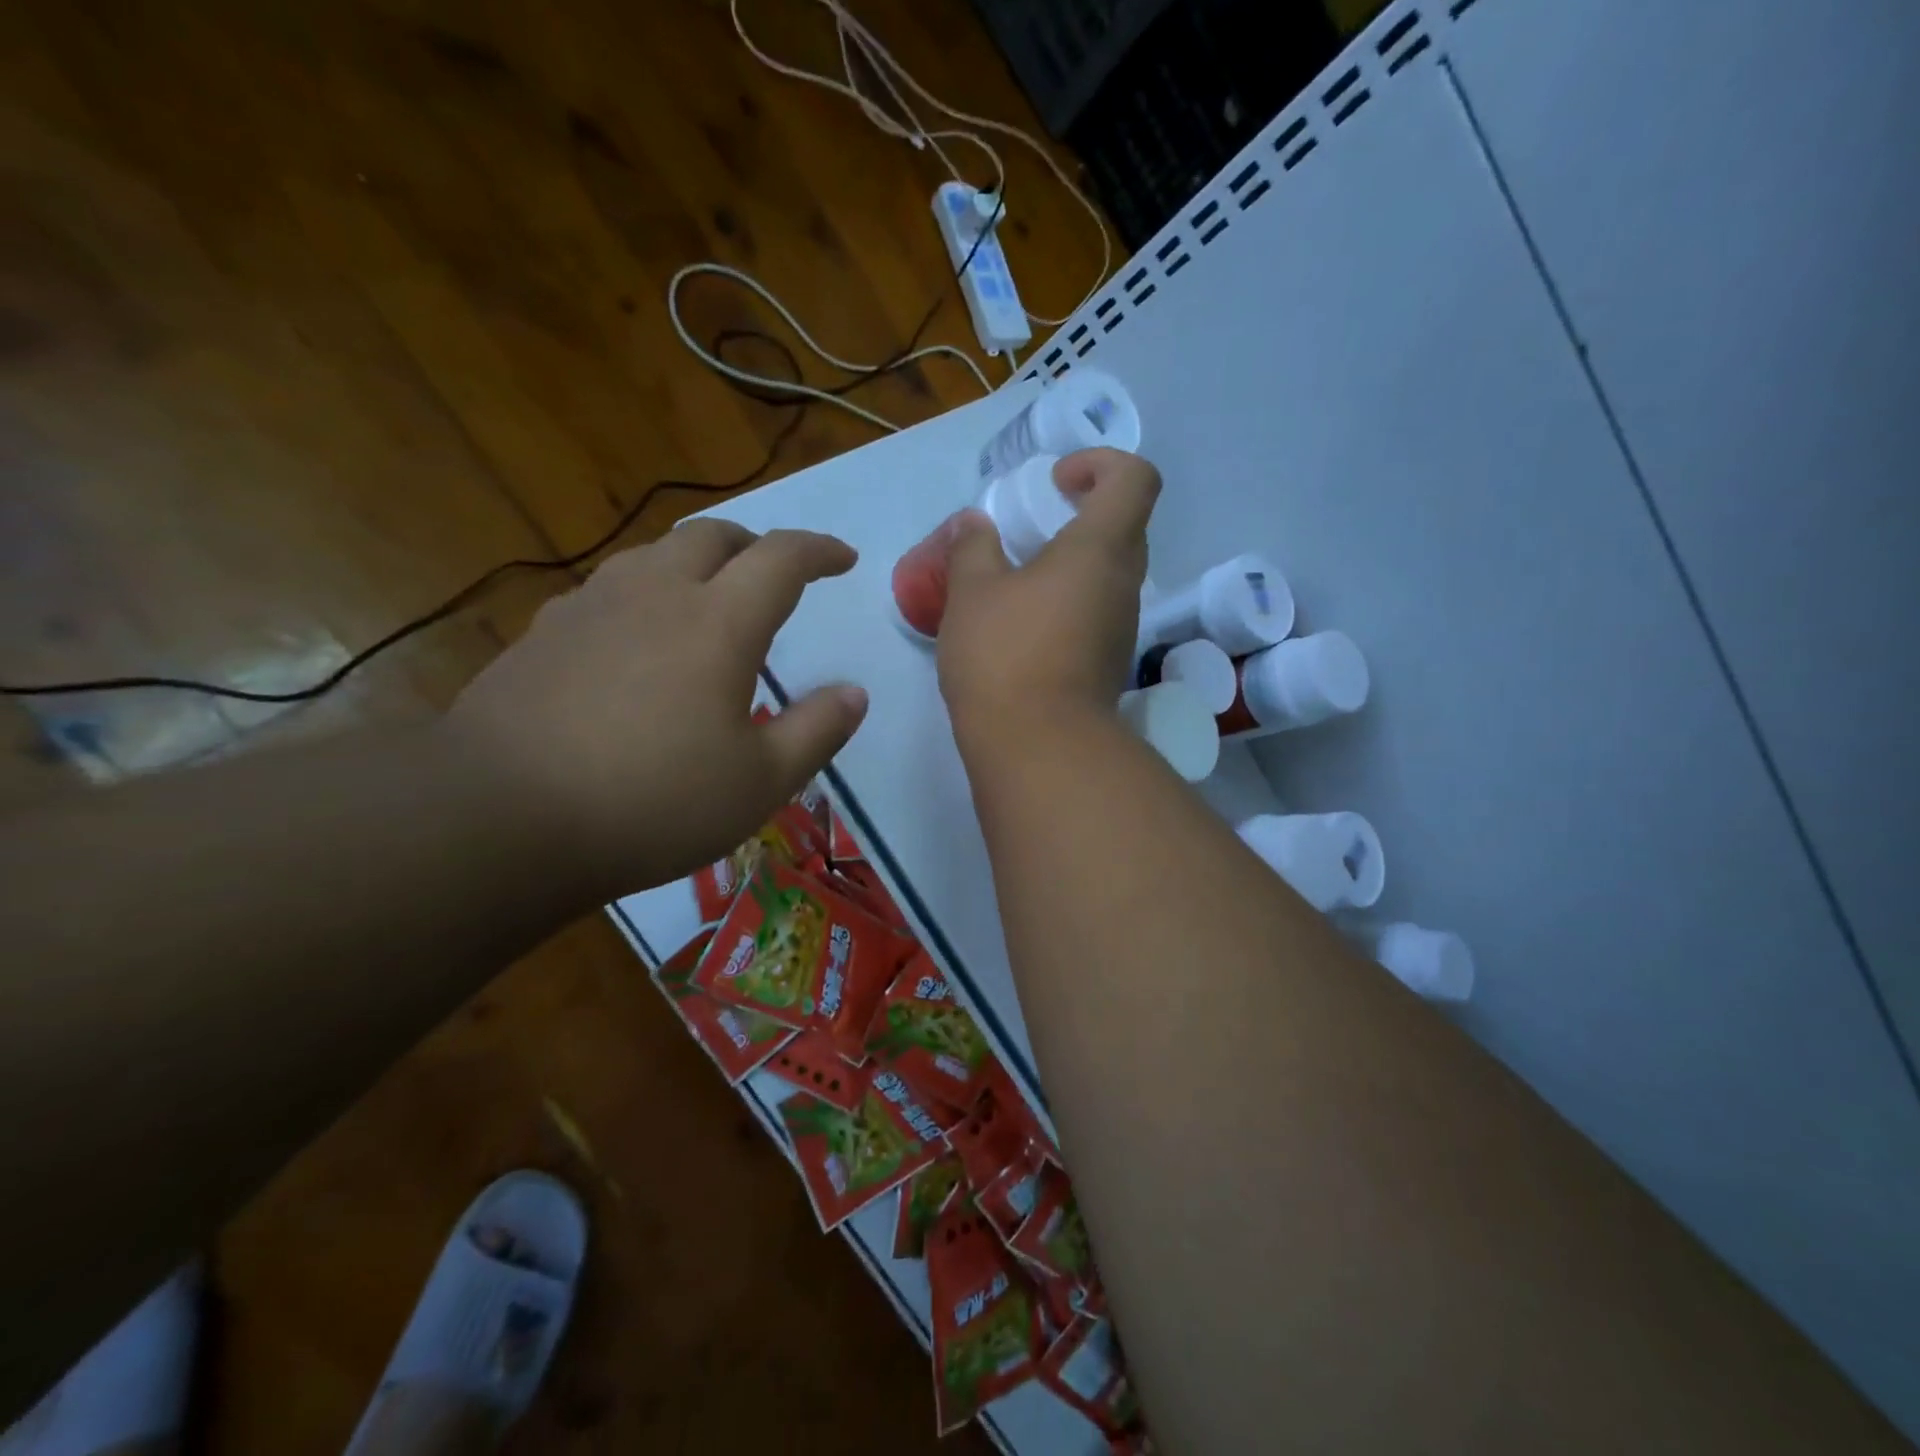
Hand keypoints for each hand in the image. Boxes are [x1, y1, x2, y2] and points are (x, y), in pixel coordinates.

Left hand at [444, 521, 867, 896]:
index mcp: (718, 622)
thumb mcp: (760, 783)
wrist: (500, 818)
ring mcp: (591, 607)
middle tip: (777, 576)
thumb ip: (817, 731)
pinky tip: (638, 640)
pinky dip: (644, 595)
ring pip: (654, 555)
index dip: (820, 550)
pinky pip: (609, 590)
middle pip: (713, 536)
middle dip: (756, 545)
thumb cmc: (652, 802)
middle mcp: (655, 594)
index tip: (844, 559)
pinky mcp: (544, 633)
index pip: (782, 558)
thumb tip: (854, 694)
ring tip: (710, 602)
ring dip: (696, 564)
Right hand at [938, 447, 1160, 751]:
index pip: (1135, 479)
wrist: (1039, 748)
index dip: (1100, 464)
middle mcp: (1124, 583)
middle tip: (1029, 531)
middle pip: (1123, 526)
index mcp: (1101, 549)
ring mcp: (1122, 628)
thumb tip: (973, 524)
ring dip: (1069, 565)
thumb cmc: (1005, 655)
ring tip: (1015, 583)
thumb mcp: (972, 592)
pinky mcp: (1108, 663)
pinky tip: (1021, 626)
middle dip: (1079, 514)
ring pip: (1108, 574)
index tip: (1055, 483)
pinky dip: (1066, 603)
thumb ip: (972, 547)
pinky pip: (1095, 613)